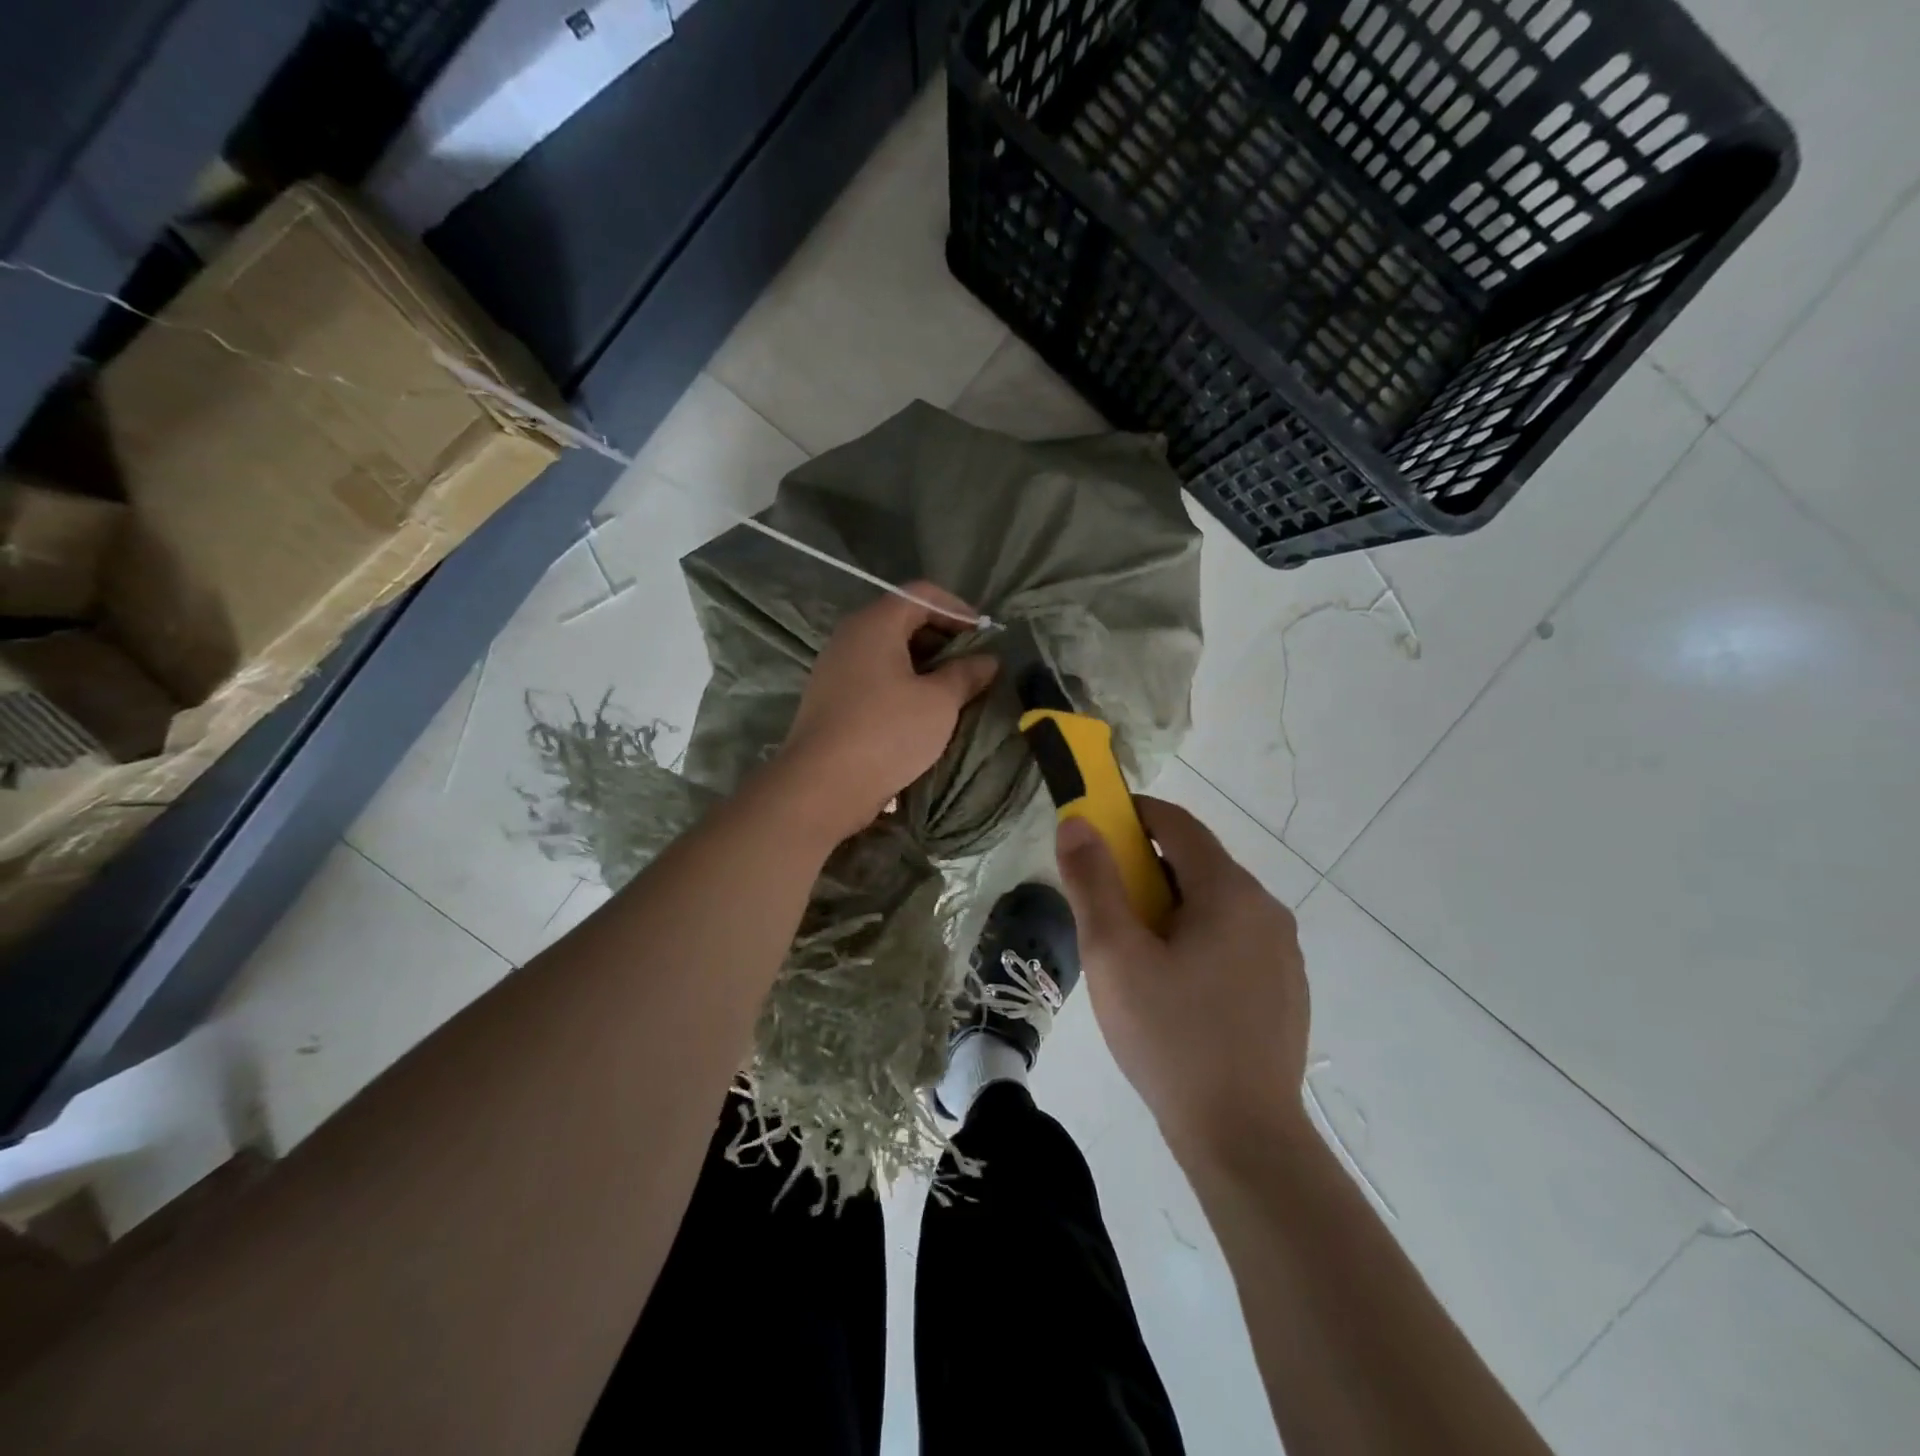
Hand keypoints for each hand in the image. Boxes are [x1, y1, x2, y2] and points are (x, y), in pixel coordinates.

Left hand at [773, 583, 997, 844]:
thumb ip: (966, 674)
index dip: (957, 610)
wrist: (822, 785)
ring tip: (954, 690)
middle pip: (903, 619)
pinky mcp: (831, 698)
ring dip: (924, 665)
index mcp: (875, 624)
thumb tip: (988, 660)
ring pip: (888, 652)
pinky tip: (922, 712)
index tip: (985, 636)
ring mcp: (836, 668)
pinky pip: (874, 677)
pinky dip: (902, 684)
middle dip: (942, 637)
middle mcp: (850, 636)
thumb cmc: (886, 733)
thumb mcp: (939, 702)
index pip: (921, 594)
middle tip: (973, 664)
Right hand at [1055, 798, 1310, 1162]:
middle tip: (1104, 905)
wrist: (1243, 1137)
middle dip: (1145, 869)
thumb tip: (1077, 823)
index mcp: (1229, 892)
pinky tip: (1174, 989)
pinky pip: (1232, 940)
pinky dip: (1196, 939)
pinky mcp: (1284, 987)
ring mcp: (1282, 951)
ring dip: (1170, 907)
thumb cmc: (1169, 1036)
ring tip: (1133, 954)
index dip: (1132, 814)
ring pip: (1214, 905)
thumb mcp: (1114, 954)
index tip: (1095, 827)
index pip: (1177, 824)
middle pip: (1196, 864)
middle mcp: (1265, 909)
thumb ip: (1092, 881)